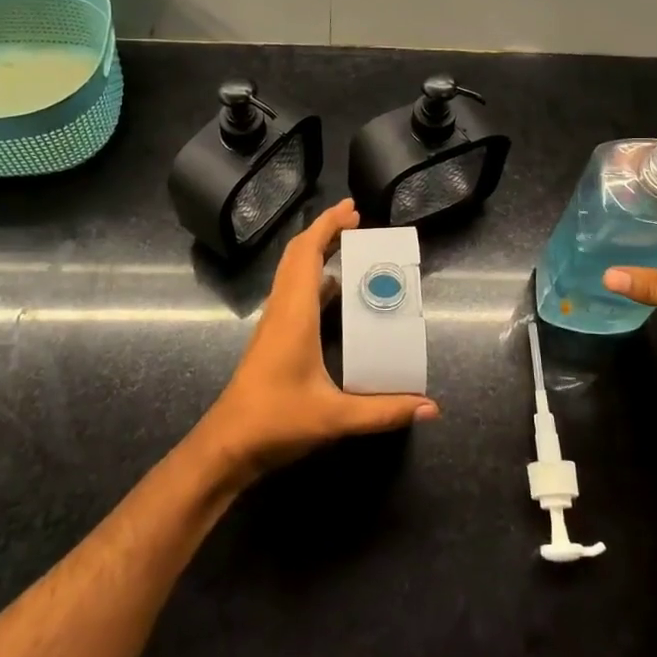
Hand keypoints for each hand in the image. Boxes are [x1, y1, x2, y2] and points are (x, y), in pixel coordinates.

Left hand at [199, 199, 438, 482]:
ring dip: (317, 252)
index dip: (327, 226)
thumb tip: (430, 407)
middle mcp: (282, 309)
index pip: (308, 254)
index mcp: (295, 313)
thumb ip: (384, 411)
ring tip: (350, 247)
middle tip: (356, 220)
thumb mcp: (334, 418)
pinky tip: (334, 292)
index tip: (352, 209)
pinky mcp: (273, 337)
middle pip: (297, 255)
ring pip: (292, 272)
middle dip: (325, 231)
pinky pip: (292, 292)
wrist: (226, 446)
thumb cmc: (275, 422)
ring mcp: (274, 323)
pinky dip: (313, 277)